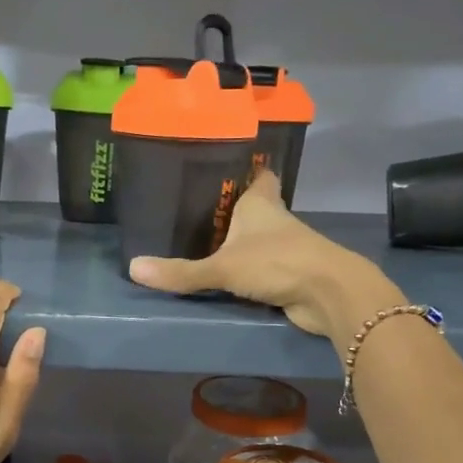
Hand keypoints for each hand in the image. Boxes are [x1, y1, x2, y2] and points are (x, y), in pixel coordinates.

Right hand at [128, 173, 401, 341]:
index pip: (258, 174)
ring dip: (239, 241)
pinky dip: (248, 270)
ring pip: (259, 238)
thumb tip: (133, 269)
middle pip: (255, 207)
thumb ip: (182, 272)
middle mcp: (275, 220)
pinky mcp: (290, 274)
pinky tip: (225, 275)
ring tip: (203, 242)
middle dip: (232, 209)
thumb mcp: (222, 267)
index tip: (221, 169)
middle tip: (196, 210)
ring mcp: (286, 248)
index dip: (243, 169)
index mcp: (262, 202)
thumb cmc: (277, 262)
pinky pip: (263, 267)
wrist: (328, 294)